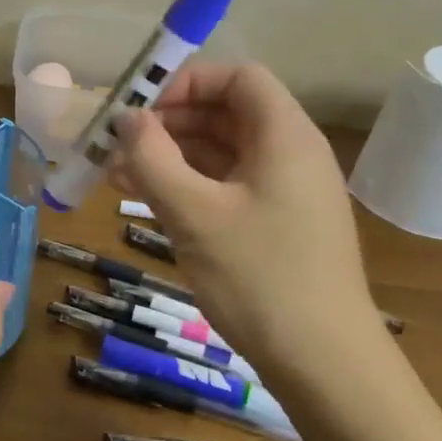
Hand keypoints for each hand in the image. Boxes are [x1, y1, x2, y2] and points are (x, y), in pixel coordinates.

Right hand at [113, 63, 385, 377]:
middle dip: (169, 122)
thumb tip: (127, 119)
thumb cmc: (259, 278)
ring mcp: (286, 191)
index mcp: (284, 135)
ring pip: (222, 152)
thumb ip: (152, 158)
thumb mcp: (193, 214)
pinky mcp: (277, 224)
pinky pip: (228, 186)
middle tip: (118, 146)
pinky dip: (189, 186)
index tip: (142, 113)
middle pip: (226, 112)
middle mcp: (290, 153)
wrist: (324, 363)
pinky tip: (148, 200)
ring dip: (171, 156)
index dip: (186, 83)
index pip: (237, 77)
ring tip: (117, 174)